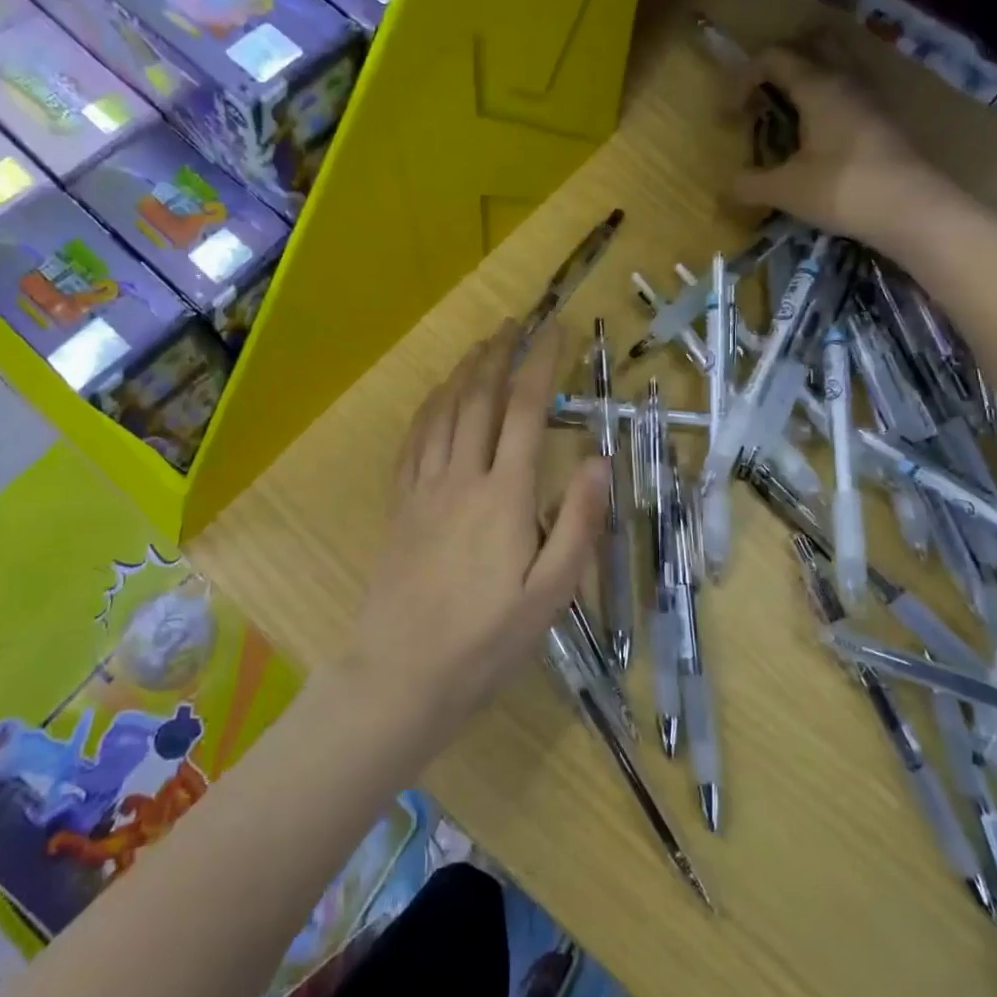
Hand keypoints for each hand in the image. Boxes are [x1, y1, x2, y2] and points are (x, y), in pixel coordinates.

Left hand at [344, 321, 609, 745]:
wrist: (402, 674)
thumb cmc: (486, 641)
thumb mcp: (551, 594)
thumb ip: (578, 523)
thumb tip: (596, 458)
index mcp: (504, 495)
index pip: (526, 409)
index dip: (543, 363)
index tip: (559, 330)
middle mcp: (462, 477)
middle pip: (480, 397)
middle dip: (501, 353)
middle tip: (517, 322)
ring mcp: (424, 488)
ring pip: (444, 411)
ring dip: (465, 371)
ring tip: (482, 345)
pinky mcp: (400, 505)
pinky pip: (413, 440)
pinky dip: (429, 407)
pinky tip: (437, 396)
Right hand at [725, 42, 965, 252]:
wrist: (911, 209)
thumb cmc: (842, 189)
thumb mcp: (785, 191)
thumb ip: (751, 184)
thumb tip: (730, 184)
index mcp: (818, 86)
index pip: (774, 58)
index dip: (744, 78)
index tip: (732, 114)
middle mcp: (846, 80)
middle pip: (814, 44)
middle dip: (783, 62)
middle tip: (763, 93)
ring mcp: (870, 98)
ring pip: (836, 66)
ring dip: (809, 79)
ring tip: (788, 113)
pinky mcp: (883, 120)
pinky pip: (848, 92)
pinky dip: (827, 100)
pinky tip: (816, 134)